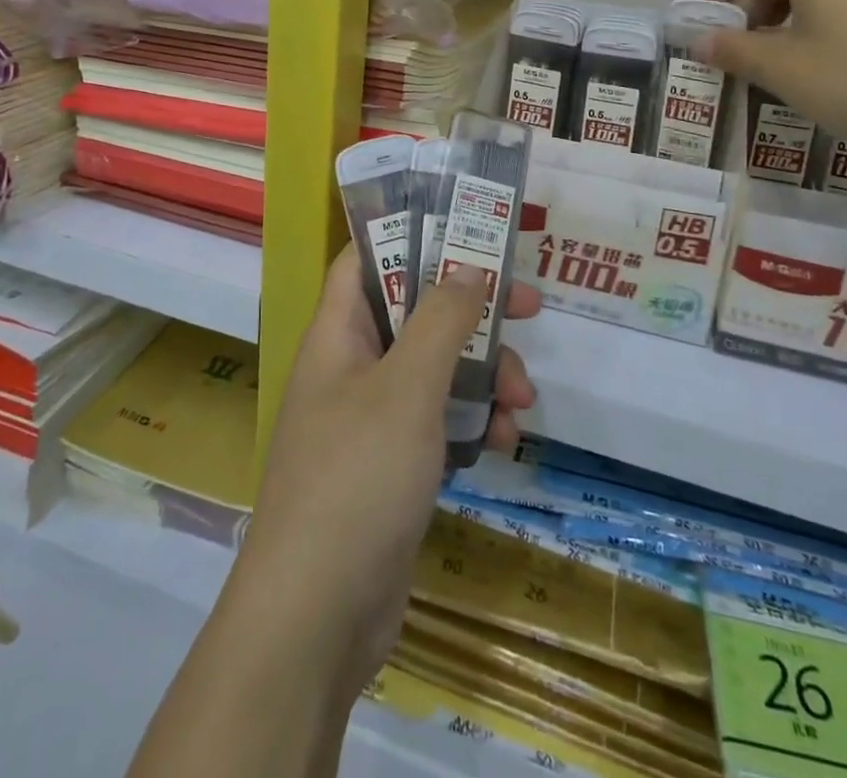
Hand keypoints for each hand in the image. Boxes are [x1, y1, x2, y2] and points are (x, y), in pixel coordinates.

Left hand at [234, 250, 539, 696]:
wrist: (317, 616)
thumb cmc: (357, 478)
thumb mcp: (407, 388)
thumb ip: (441, 320)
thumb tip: (469, 266)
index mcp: (338, 333)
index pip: (367, 258)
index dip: (413, 235)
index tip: (470, 231)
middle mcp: (352, 366)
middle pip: (415, 312)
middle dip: (471, 310)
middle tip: (528, 306)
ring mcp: (371, 418)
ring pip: (435, 369)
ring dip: (482, 374)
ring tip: (522, 399)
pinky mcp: (392, 465)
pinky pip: (438, 422)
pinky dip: (471, 423)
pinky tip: (502, 441)